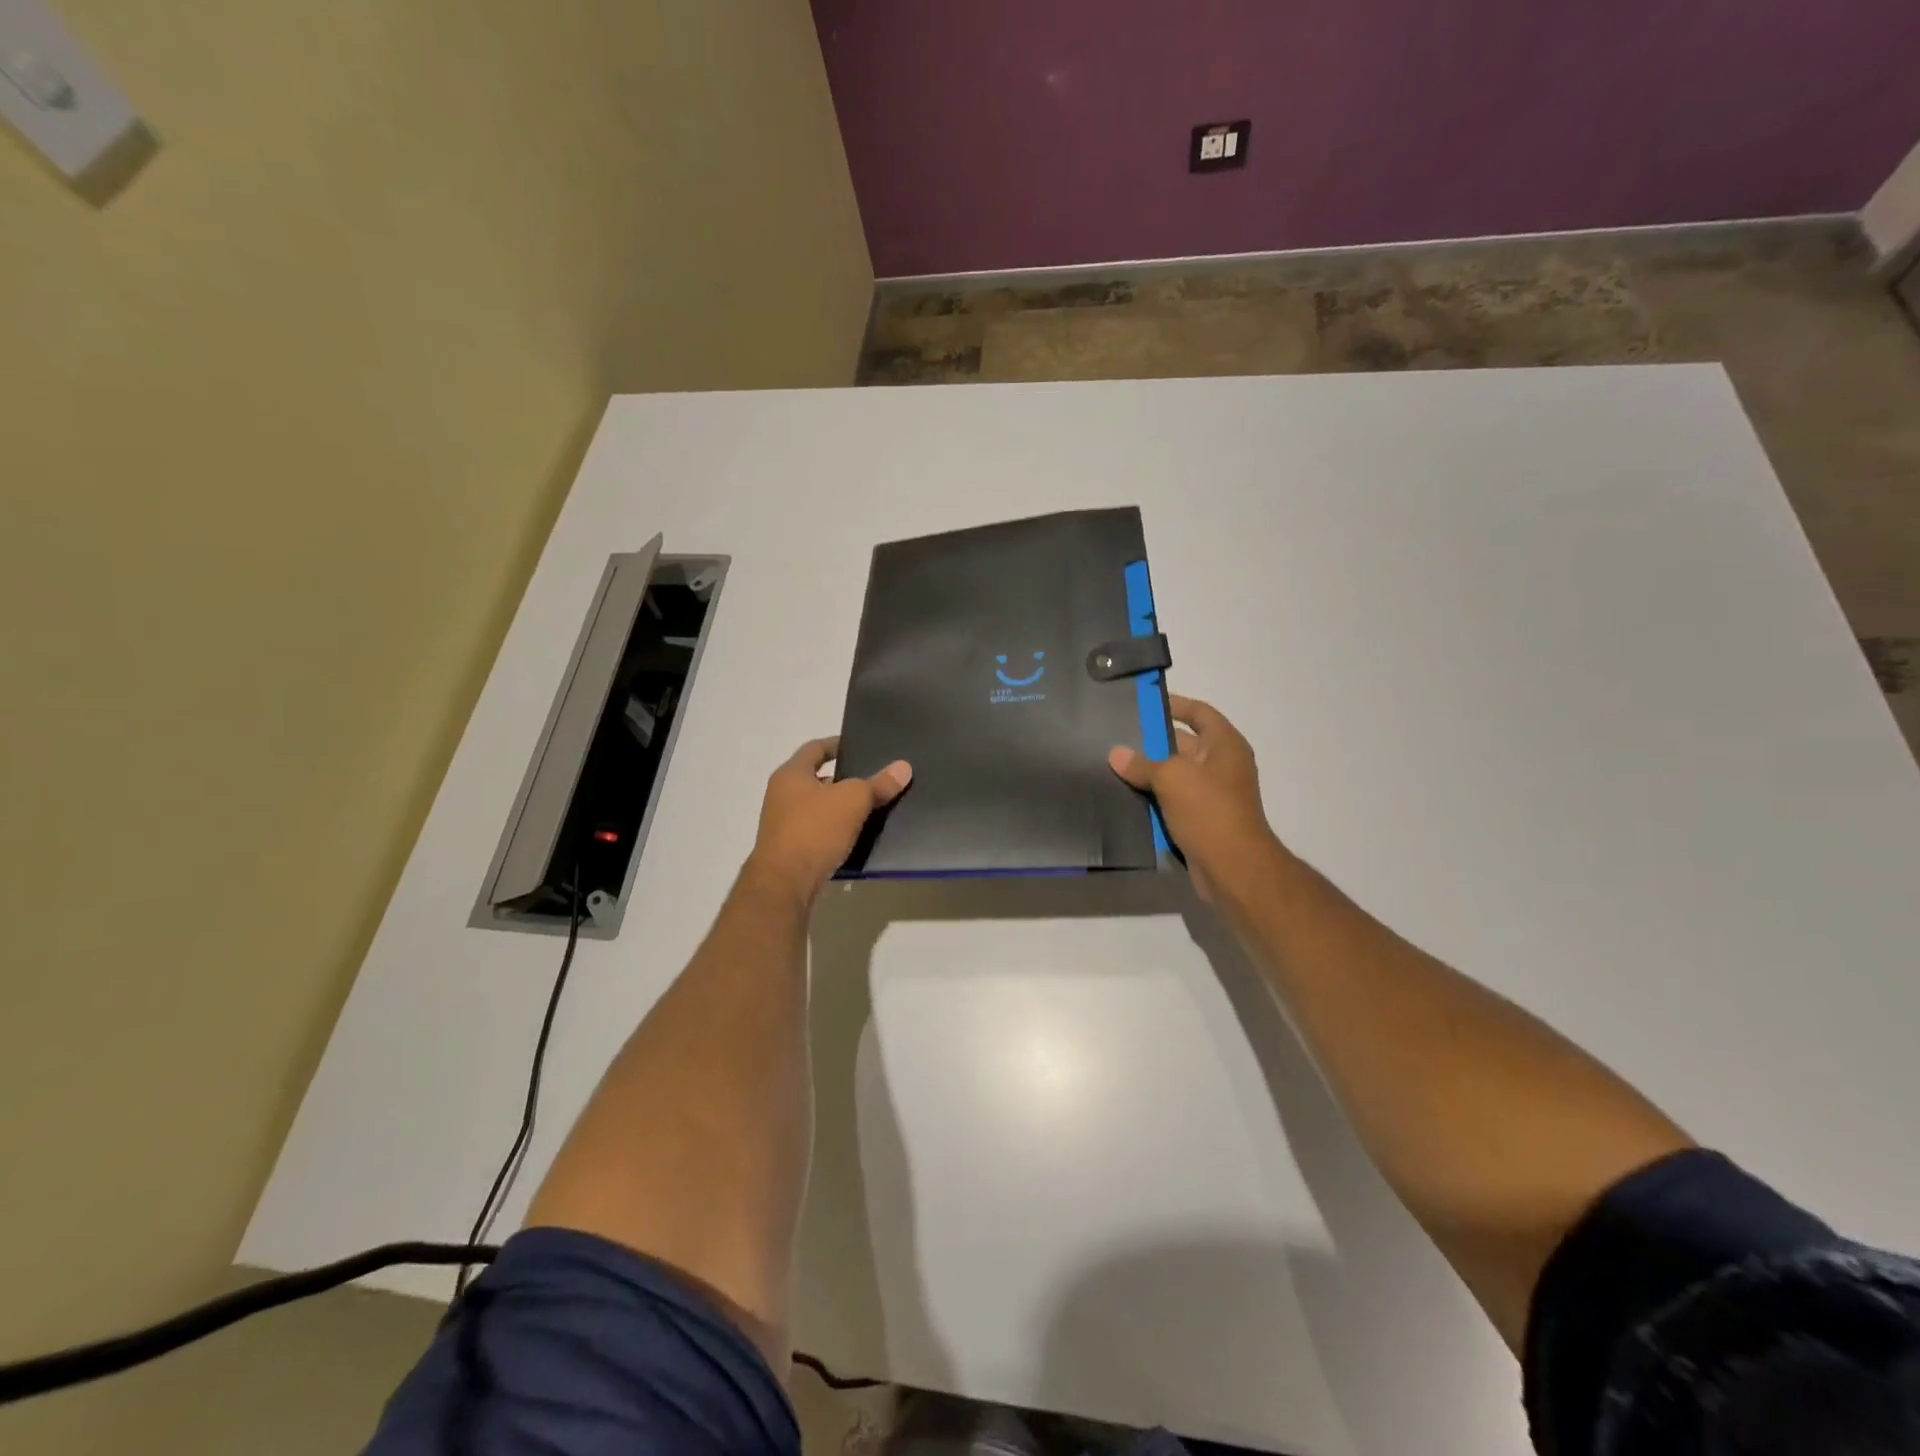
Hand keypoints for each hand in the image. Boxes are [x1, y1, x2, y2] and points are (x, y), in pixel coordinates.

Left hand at [746, 737, 911, 906]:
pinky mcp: (789, 850)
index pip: (815, 748)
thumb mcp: (854, 800)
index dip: (837, 745)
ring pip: (818, 807)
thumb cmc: (815, 829)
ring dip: (840, 807)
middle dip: (844, 779)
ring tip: (871, 808)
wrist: (785, 882)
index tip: (858, 746)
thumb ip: (878, 783)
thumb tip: (903, 767)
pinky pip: (817, 832)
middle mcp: (782, 795)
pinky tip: (857, 837)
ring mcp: (782, 824)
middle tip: (872, 779)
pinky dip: (835, 830)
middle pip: (816, 779)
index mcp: (791, 774)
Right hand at [1109, 695, 1281, 900]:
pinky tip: (1125, 796)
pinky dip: (1154, 798)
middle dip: (1153, 741)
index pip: (1200, 713)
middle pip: (1184, 743)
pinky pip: (1173, 801)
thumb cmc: (1208, 810)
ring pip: (1175, 775)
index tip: (1144, 703)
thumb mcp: (1171, 778)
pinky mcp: (1202, 820)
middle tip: (1117, 735)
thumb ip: (1142, 763)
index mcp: (1225, 745)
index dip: (1175, 705)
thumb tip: (1116, 754)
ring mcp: (1213, 794)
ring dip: (1150, 772)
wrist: (1233, 867)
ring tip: (1114, 765)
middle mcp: (1222, 765)